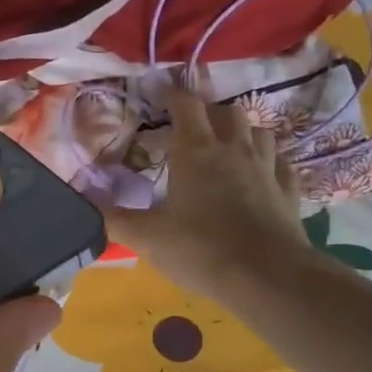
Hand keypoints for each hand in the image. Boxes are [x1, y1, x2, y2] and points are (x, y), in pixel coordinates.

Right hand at [102, 89, 310, 299]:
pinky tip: (263, 173)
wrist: (266, 276)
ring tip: (229, 146)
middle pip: (227, 112)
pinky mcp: (288, 192)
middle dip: (209, 113)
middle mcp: (234, 150)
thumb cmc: (199, 249)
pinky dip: (271, 162)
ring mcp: (266, 168)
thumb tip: (83, 204)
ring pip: (260, 132)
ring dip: (243, 132)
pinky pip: (282, 164)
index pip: (185, 106)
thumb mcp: (147, 237)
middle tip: (193, 127)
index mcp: (196, 152)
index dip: (172, 96)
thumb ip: (114, 219)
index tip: (161, 95)